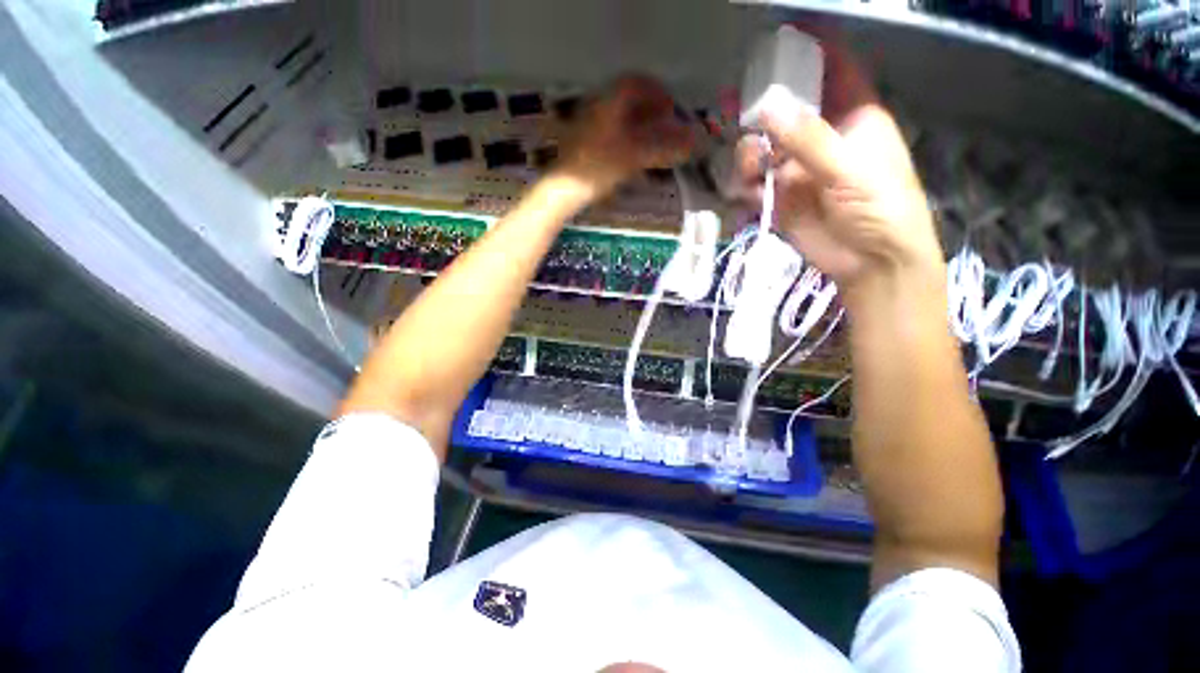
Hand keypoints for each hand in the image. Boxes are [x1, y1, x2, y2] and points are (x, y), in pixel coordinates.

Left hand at [557, 75, 694, 196]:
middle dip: (649, 110)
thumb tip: (693, 142)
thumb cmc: (598, 168)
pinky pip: (608, 132)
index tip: (670, 108)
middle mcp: (596, 107)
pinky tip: (631, 155)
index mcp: (608, 102)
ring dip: (637, 125)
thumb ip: (663, 147)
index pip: (635, 83)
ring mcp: (587, 125)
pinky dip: (625, 138)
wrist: (564, 189)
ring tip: (651, 142)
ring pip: (617, 117)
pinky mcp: (582, 143)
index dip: (656, 92)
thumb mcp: (634, 156)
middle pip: (627, 100)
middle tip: (663, 126)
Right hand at [736, 42, 944, 305]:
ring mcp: (797, 170)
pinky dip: (745, 188)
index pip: (833, 70)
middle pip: (784, 110)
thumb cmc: (879, 208)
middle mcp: (821, 138)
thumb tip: (766, 106)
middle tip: (732, 104)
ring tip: (751, 168)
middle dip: (759, 107)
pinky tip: (749, 195)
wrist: (870, 263)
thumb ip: (808, 138)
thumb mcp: (850, 168)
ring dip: (749, 154)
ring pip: (762, 149)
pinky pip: (753, 185)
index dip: (809, 50)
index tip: (777, 40)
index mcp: (852, 117)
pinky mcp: (780, 199)